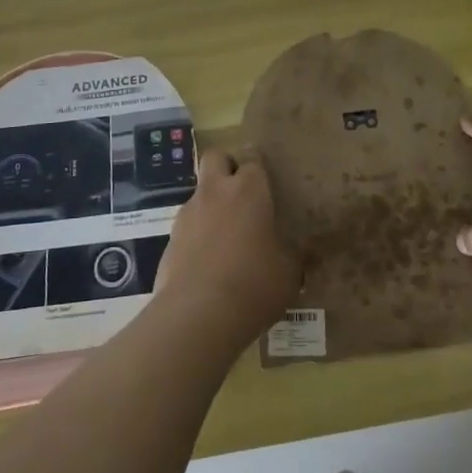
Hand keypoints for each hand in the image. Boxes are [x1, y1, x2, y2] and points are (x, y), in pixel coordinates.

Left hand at [155, 147, 301, 346]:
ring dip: (211, 204)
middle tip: (242, 193)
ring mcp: (187, 214)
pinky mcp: (169, 240)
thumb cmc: (253, 284)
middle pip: (215, 157)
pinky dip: (197, 235)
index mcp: (248, 190)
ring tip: (227, 237)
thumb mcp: (289, 274)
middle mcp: (215, 192)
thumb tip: (301, 254)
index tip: (267, 180)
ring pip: (199, 192)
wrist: (197, 315)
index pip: (252, 157)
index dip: (258, 165)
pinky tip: (209, 263)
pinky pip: (187, 226)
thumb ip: (294, 256)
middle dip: (227, 167)